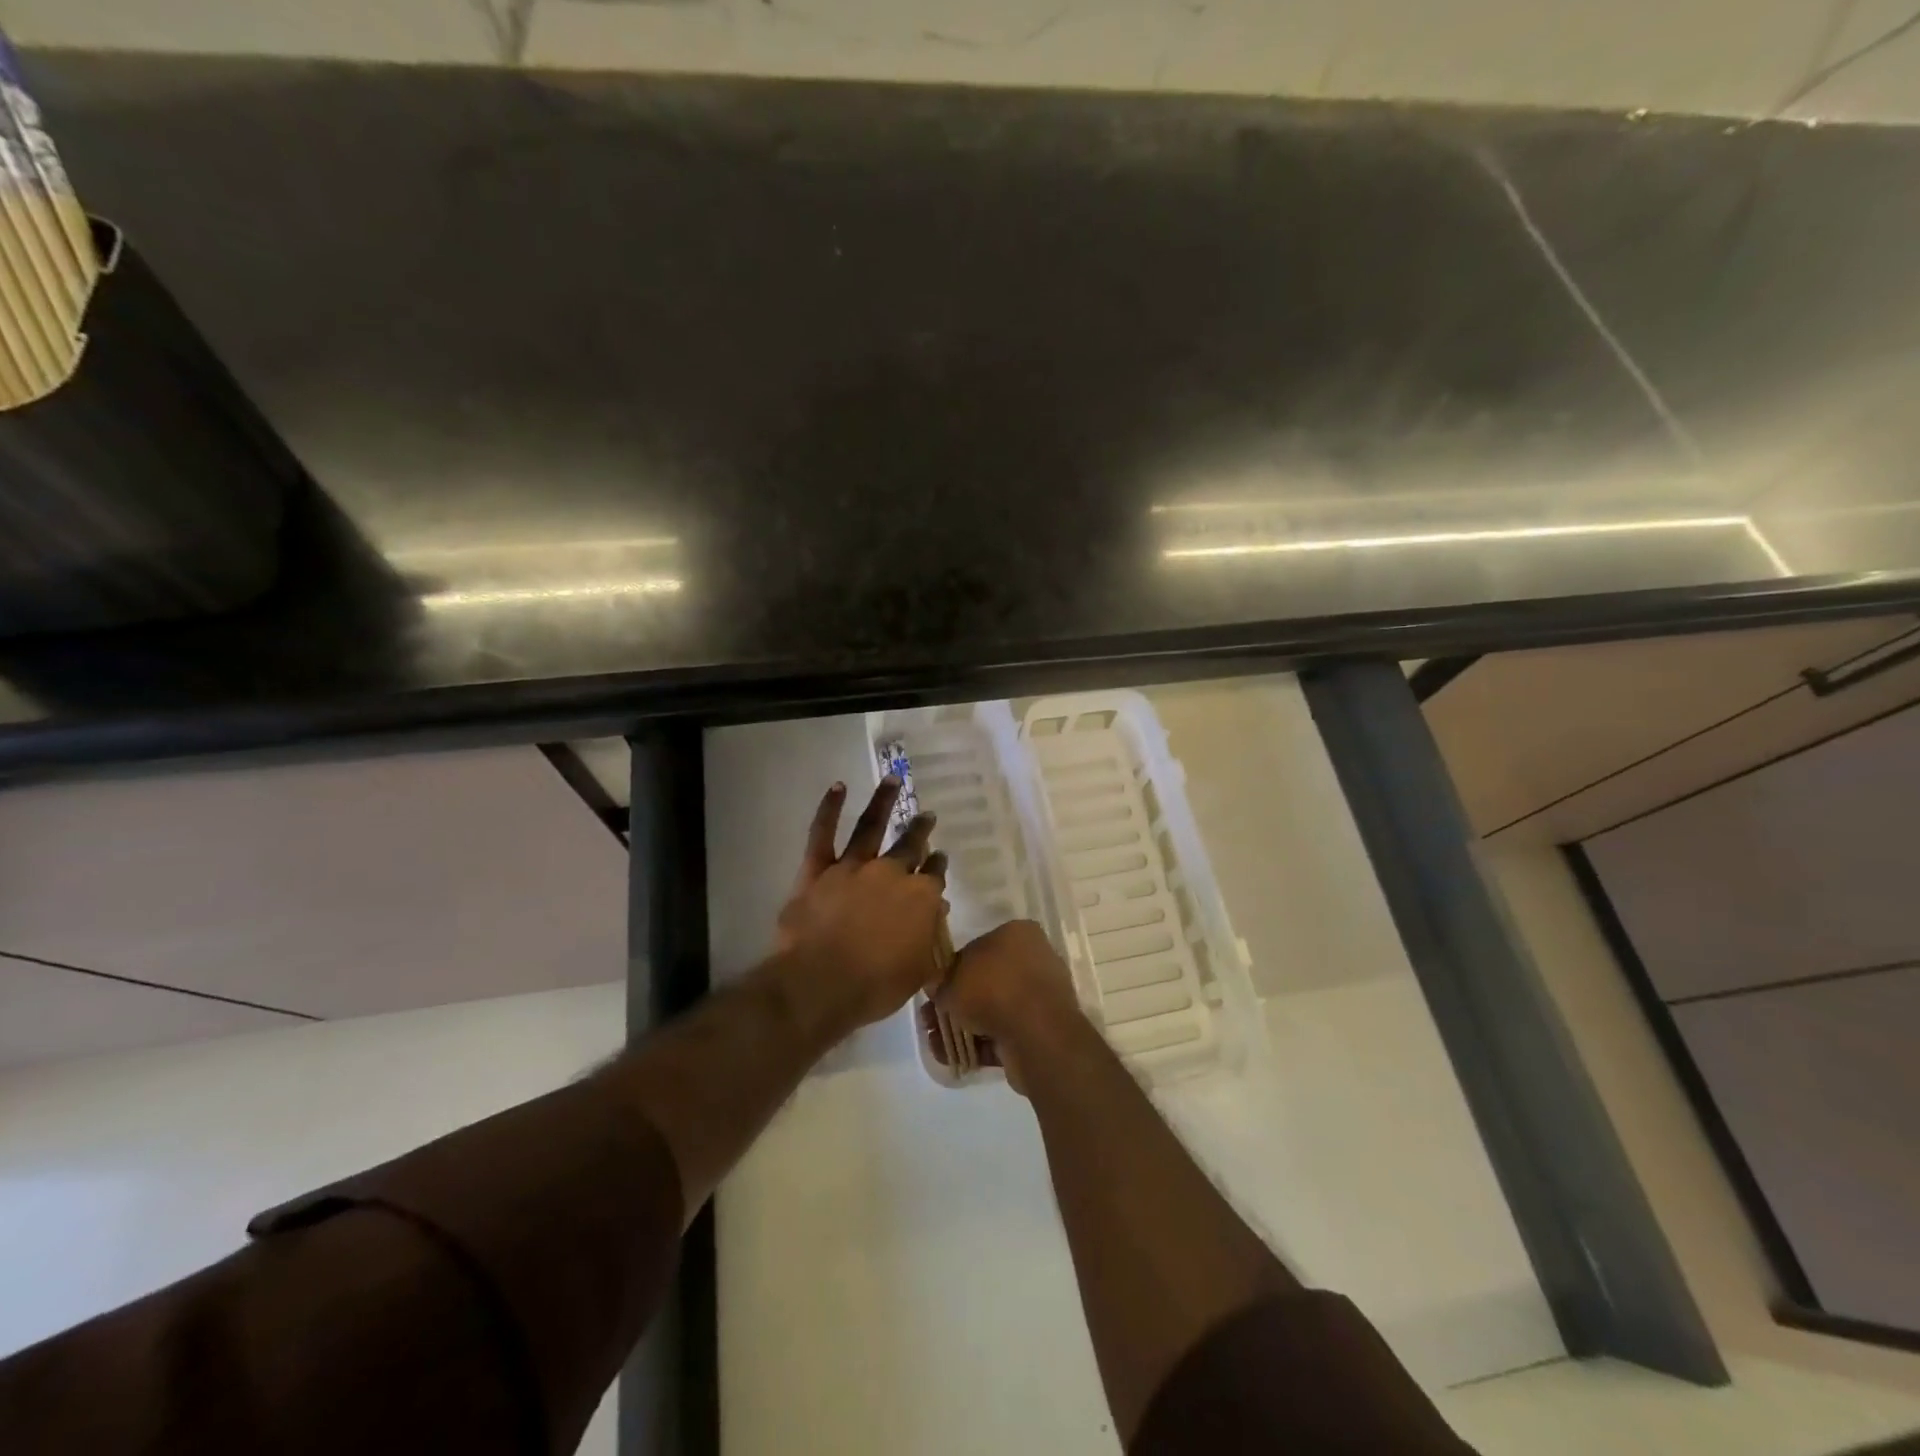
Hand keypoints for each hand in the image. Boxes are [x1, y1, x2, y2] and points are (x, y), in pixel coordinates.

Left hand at [773, 778, 948, 1044]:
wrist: (821, 984)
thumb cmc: (875, 986)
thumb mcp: (919, 969)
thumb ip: (931, 938)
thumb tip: (937, 911)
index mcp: (920, 898)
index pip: (934, 875)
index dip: (937, 867)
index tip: (939, 859)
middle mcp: (890, 873)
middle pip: (910, 845)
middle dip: (920, 830)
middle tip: (927, 816)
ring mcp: (853, 867)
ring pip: (871, 826)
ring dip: (883, 800)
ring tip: (892, 779)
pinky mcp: (818, 870)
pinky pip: (822, 833)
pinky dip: (829, 808)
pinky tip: (838, 786)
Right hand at [935, 920, 1084, 1092]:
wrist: (1036, 1034)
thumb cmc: (993, 990)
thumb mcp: (952, 980)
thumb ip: (941, 982)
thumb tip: (938, 988)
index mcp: (1018, 934)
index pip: (978, 947)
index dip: (953, 970)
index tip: (936, 990)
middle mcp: (1033, 959)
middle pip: (986, 981)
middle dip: (957, 1003)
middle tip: (930, 1020)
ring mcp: (1039, 996)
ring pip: (994, 1009)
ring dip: (964, 1027)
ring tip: (936, 1043)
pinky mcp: (1042, 1028)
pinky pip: (1006, 1032)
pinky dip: (981, 1045)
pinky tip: (955, 1058)